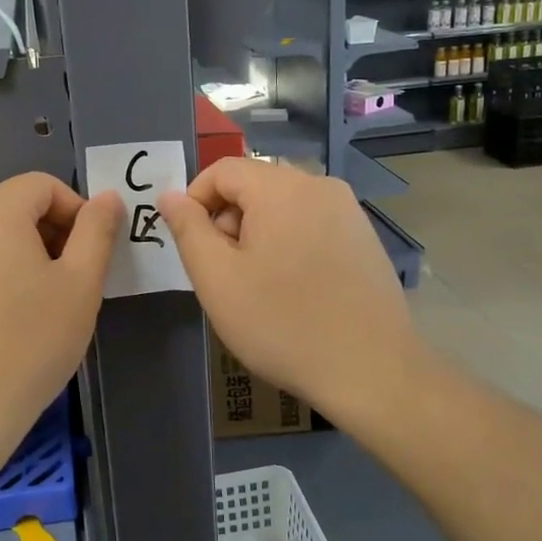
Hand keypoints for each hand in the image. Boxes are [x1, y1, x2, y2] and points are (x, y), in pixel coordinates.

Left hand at [0, 175, 121, 460]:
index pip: (43, 184)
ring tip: (43, 303)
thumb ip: (98, 232)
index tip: (91, 254)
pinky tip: (8, 319)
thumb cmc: (29, 344)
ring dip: (26, 254)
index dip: (77, 210)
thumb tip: (107, 198)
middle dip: (52, 232)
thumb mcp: (80, 285)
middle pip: (15, 206)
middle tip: (73, 281)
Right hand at [158, 159, 431, 431]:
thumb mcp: (217, 279)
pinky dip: (289, 242)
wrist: (371, 370)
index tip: (191, 246)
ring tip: (257, 284)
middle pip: (254, 184)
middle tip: (223, 271)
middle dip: (228, 219)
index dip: (195, 200)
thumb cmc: (282, 324)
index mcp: (280, 187)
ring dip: (258, 233)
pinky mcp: (364, 237)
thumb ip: (188, 230)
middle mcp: (319, 185)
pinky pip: (312, 222)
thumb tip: (170, 196)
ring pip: (283, 204)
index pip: (222, 170)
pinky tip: (293, 288)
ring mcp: (348, 210)